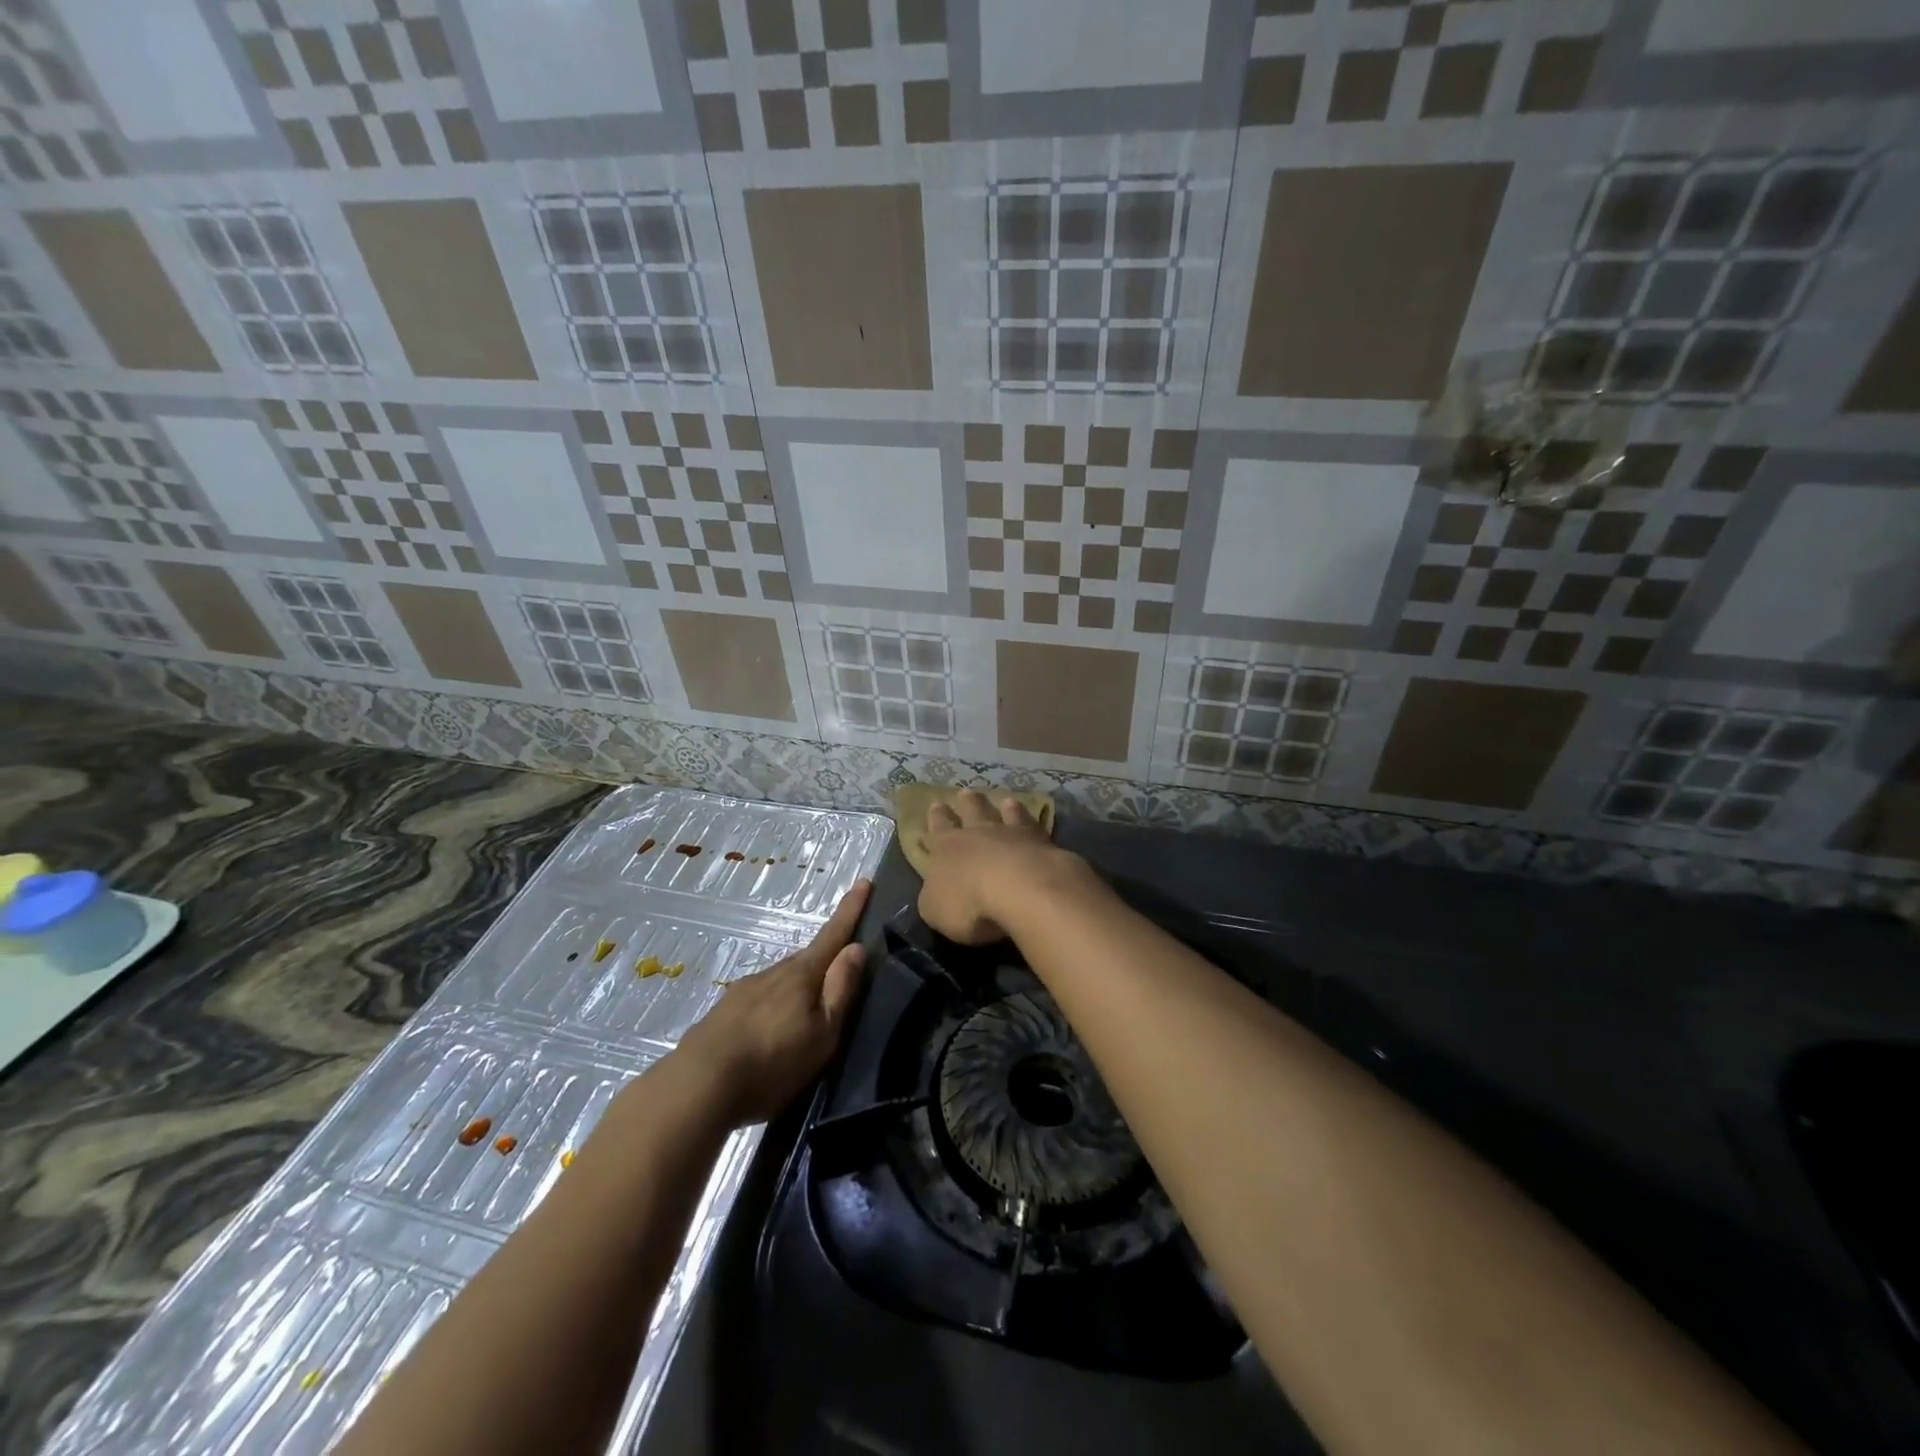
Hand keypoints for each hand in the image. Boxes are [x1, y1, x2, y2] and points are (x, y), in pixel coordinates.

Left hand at [674, 878, 871, 1125]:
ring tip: (803, 1020)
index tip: (863, 881)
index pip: (833, 935)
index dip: (851, 909)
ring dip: (796, 991)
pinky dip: (772, 1009)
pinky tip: (769, 1035)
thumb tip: (856, 947)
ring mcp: (744, 990)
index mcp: (802, 975)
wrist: (698, 1085)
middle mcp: (773, 973)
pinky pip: (759, 1001)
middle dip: (824, 961)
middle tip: (839, 976)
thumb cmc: (773, 1061)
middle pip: (807, 960)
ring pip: (781, 981)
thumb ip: (840, 990)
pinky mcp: (724, 1012)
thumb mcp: (822, 1033)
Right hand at [917, 790, 1080, 944]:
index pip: (939, 828)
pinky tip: (1034, 817)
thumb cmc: (969, 904)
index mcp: (947, 848)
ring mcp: (1012, 835)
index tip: (936, 804)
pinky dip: (1030, 819)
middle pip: (972, 811)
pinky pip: (1033, 826)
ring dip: (1004, 808)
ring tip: (1006, 801)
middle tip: (965, 792)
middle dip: (967, 802)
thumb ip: (934, 897)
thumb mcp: (935, 909)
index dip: (937, 817)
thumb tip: (935, 890)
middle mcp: (978, 834)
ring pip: (1006, 815)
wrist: (1022, 890)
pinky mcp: (1042, 843)